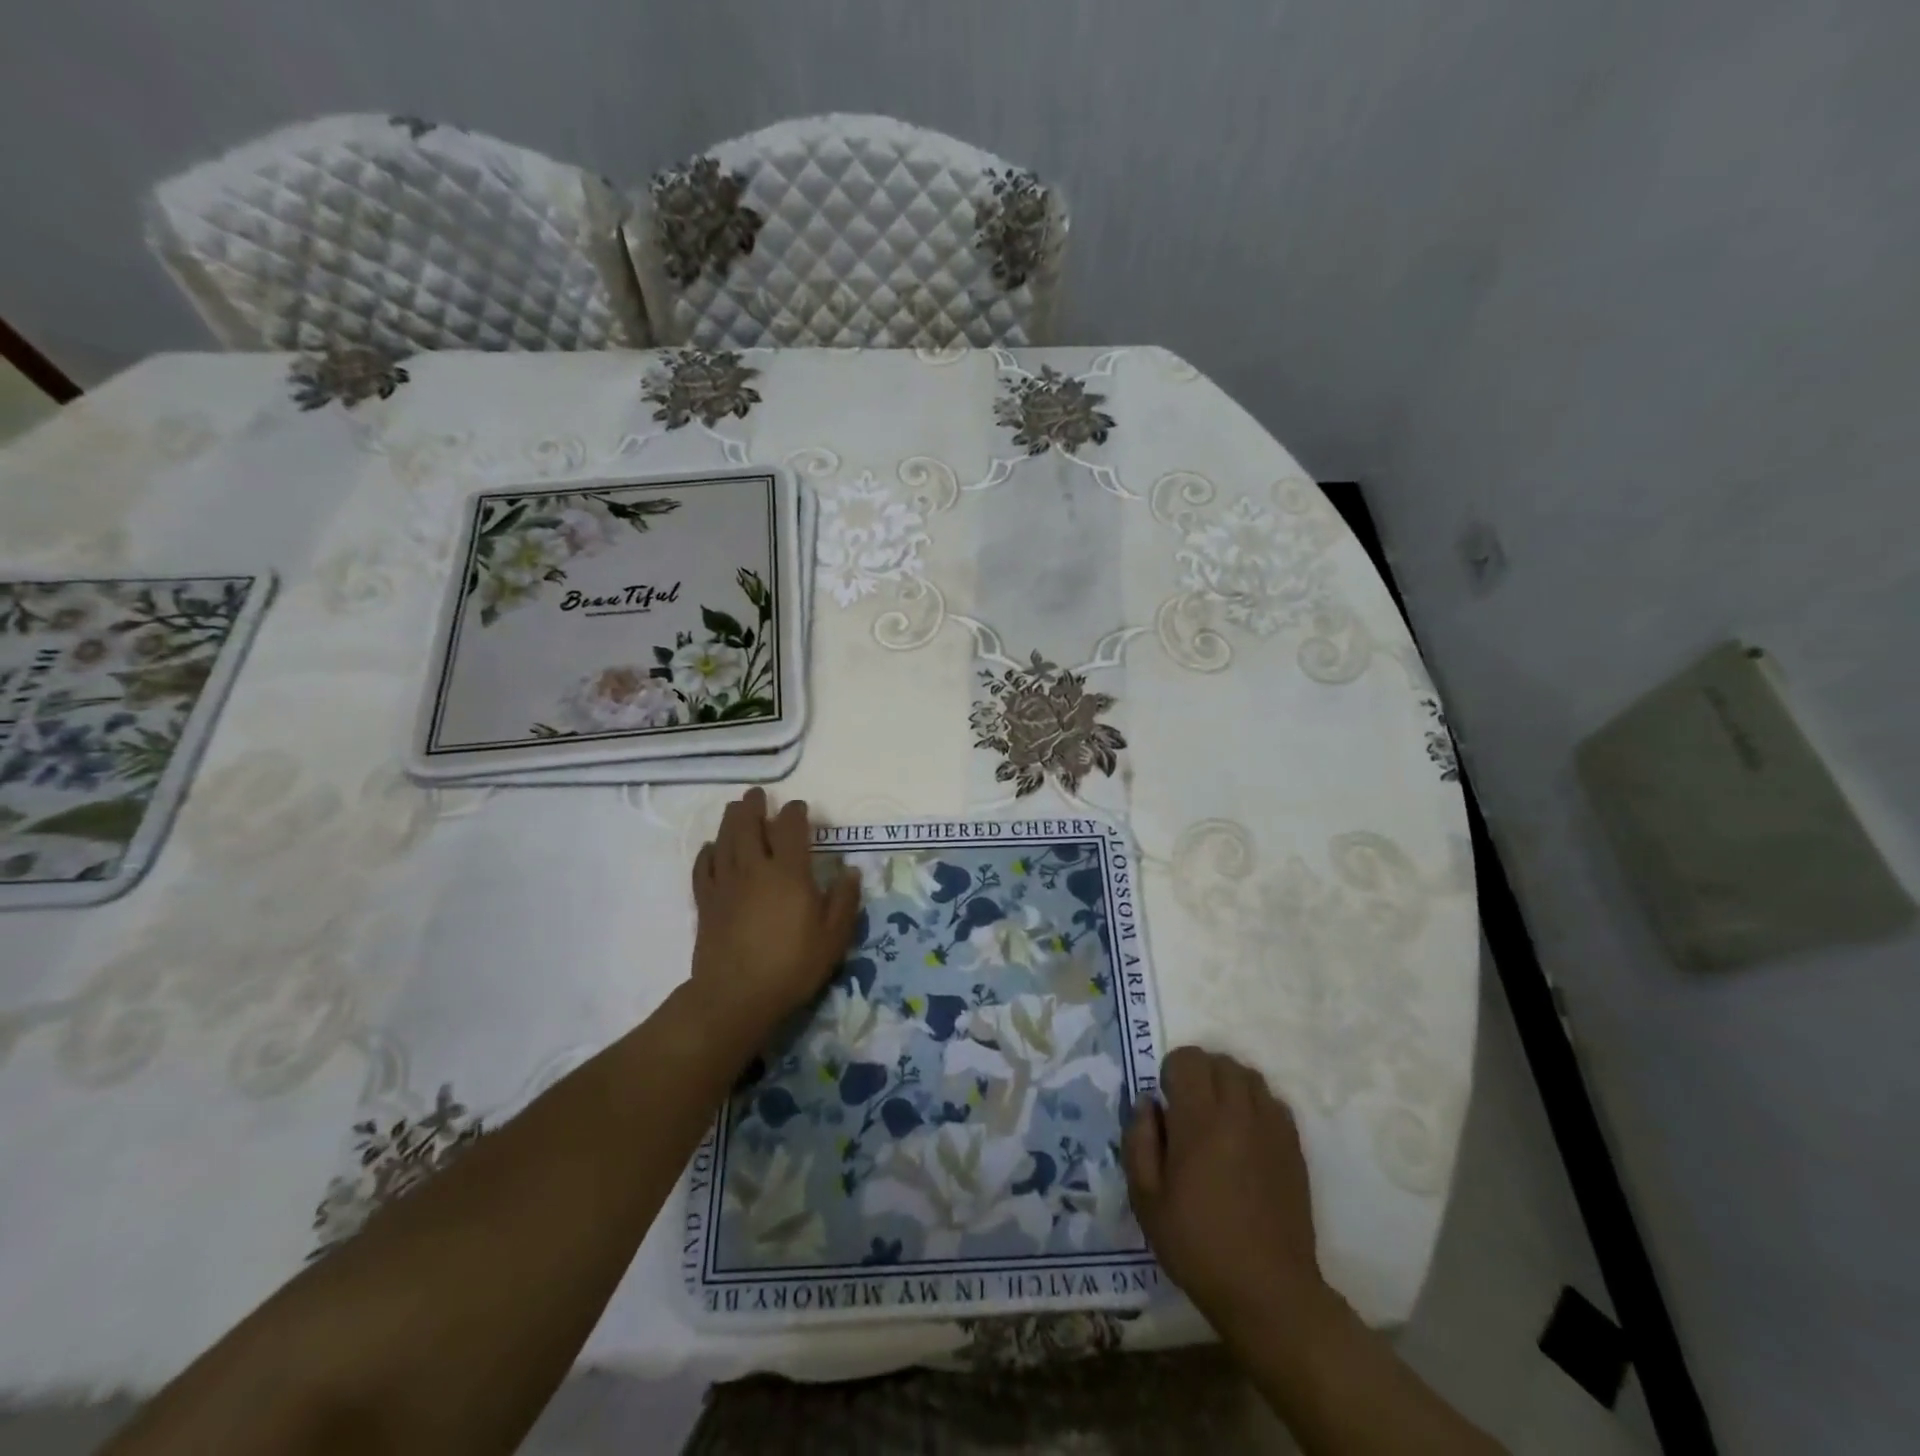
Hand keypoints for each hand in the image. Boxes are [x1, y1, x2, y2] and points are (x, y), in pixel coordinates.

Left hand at [690, 789, 861, 1033]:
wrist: (736, 996)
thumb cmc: (792, 966)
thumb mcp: (833, 938)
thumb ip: (844, 900)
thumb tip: (850, 871)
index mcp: (789, 872)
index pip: (791, 828)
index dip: (796, 813)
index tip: (800, 808)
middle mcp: (755, 868)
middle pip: (750, 825)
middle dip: (755, 806)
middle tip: (757, 795)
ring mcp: (726, 883)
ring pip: (725, 840)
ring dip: (731, 820)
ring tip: (735, 808)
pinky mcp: (706, 902)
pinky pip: (703, 867)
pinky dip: (707, 852)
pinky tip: (711, 848)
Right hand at [1124, 1046, 1331, 1342]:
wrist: (1268, 1292)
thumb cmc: (1197, 1244)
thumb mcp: (1146, 1199)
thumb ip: (1139, 1140)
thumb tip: (1147, 1103)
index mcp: (1199, 1120)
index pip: (1188, 1059)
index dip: (1172, 1072)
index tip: (1167, 1104)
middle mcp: (1238, 1112)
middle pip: (1220, 1061)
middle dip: (1199, 1074)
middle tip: (1189, 1110)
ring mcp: (1271, 1127)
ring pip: (1249, 1076)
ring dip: (1228, 1085)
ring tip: (1218, 1119)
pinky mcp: (1294, 1147)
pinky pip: (1272, 1102)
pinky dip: (1255, 1105)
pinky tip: (1246, 1137)